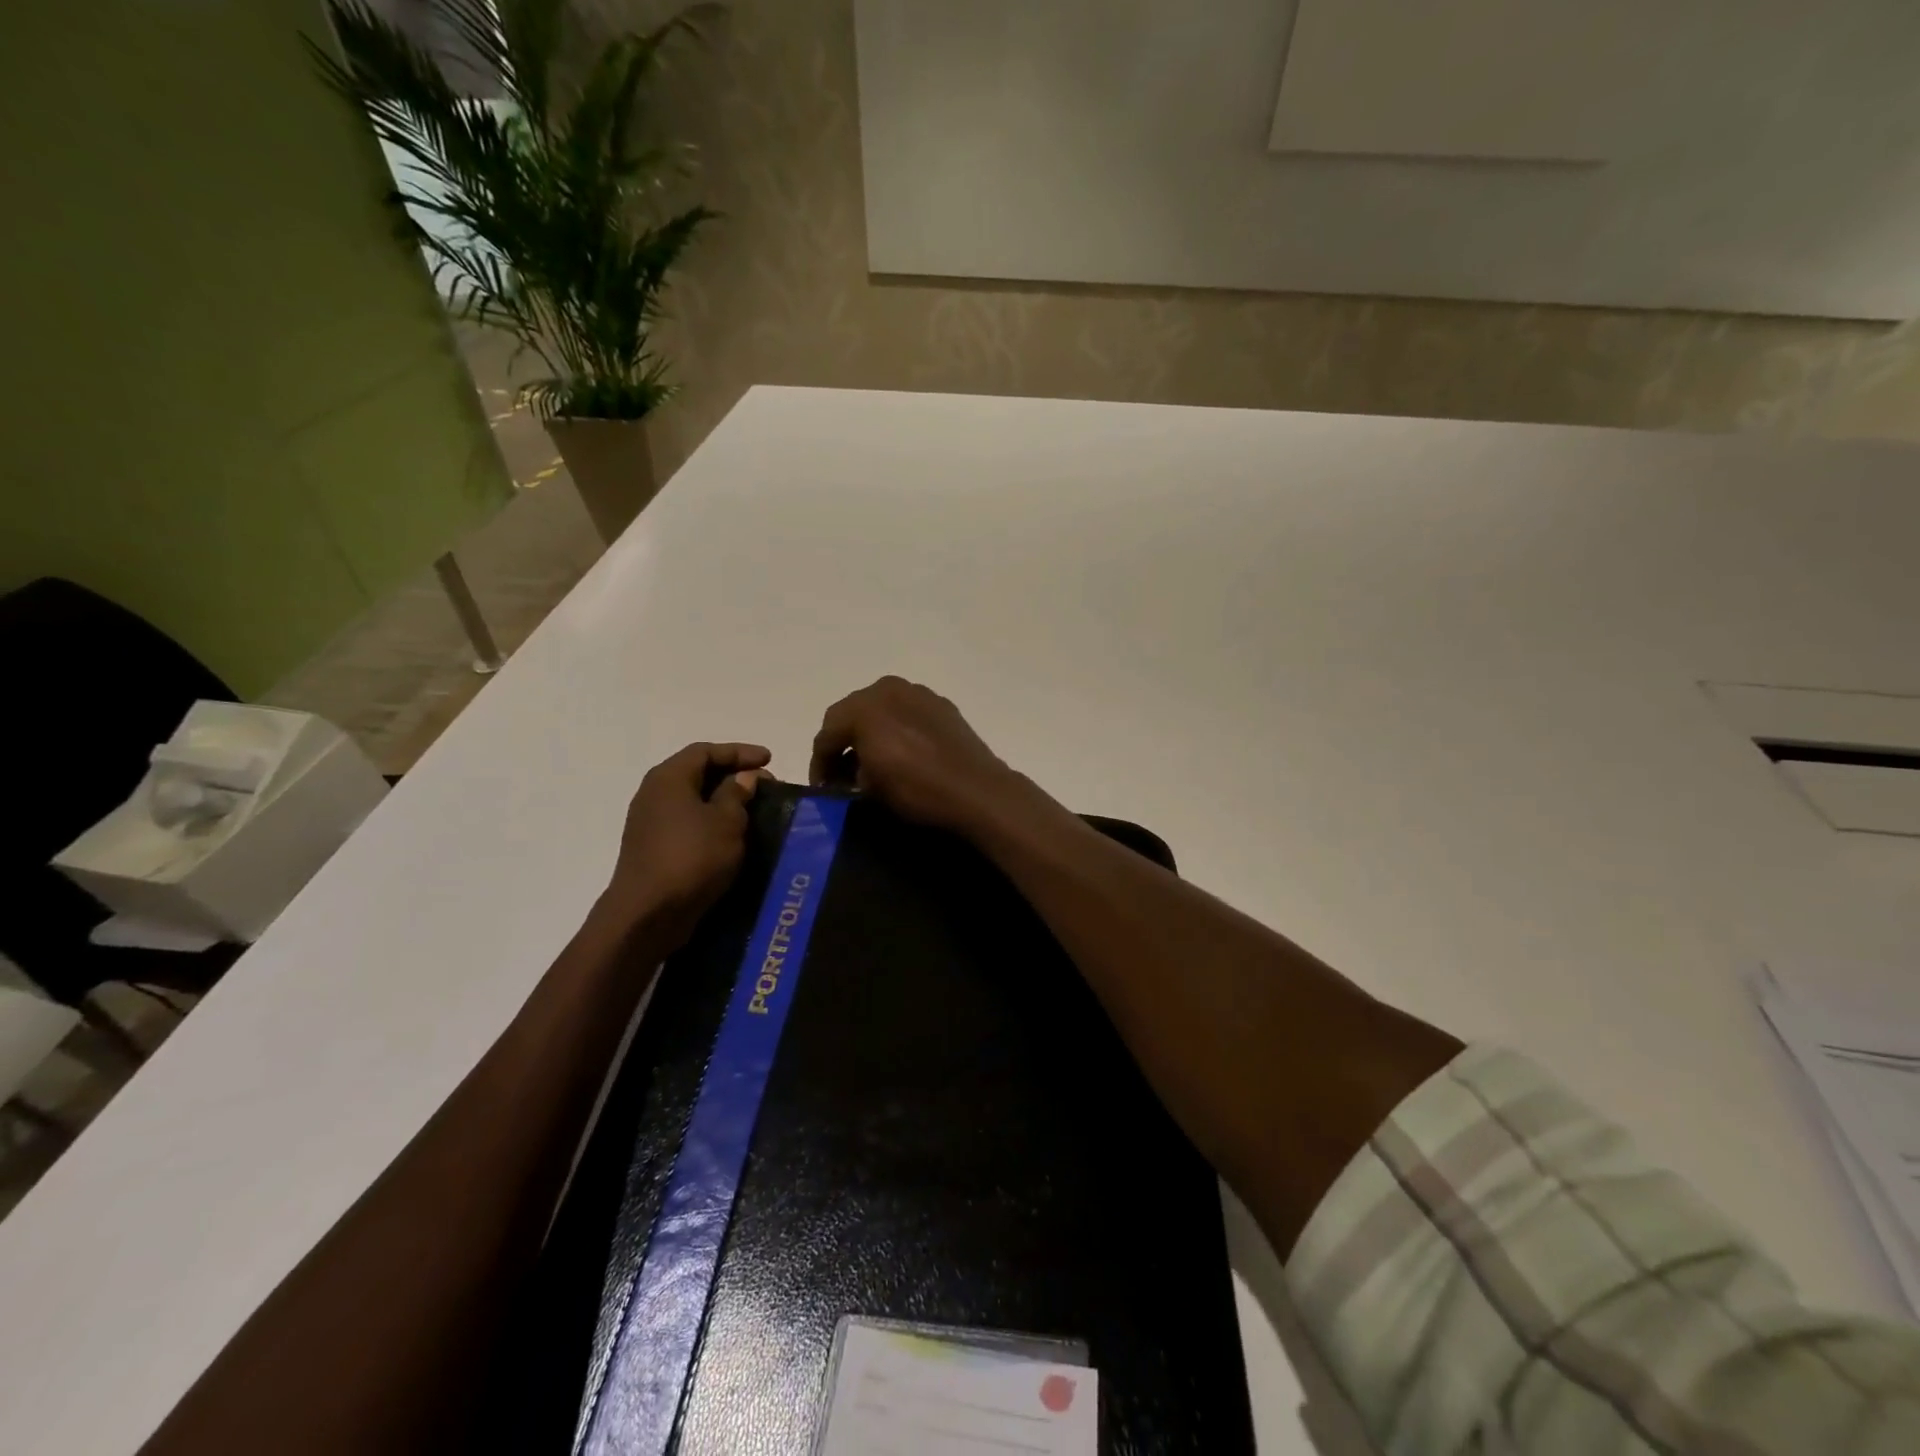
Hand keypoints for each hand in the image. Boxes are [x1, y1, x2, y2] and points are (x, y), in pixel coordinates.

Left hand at [603, 742, 770, 943]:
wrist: (648, 913)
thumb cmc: (691, 857)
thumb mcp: (726, 821)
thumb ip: (737, 793)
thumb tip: (744, 777)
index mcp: (669, 778)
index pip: (706, 751)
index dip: (740, 752)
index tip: (770, 760)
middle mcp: (654, 793)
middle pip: (697, 772)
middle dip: (733, 775)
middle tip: (765, 786)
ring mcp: (650, 822)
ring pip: (693, 799)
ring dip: (724, 801)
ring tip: (753, 809)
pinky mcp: (654, 848)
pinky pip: (688, 823)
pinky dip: (712, 821)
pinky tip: (732, 835)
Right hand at [809, 677, 1026, 834]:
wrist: (976, 789)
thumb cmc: (916, 789)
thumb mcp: (870, 788)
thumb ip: (850, 773)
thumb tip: (853, 772)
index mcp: (864, 706)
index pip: (827, 733)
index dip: (820, 763)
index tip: (823, 788)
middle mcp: (888, 689)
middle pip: (852, 714)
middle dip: (844, 743)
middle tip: (843, 775)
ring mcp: (918, 693)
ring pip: (881, 709)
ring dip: (871, 733)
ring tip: (873, 764)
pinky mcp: (941, 705)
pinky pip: (907, 713)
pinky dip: (897, 729)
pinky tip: (903, 753)